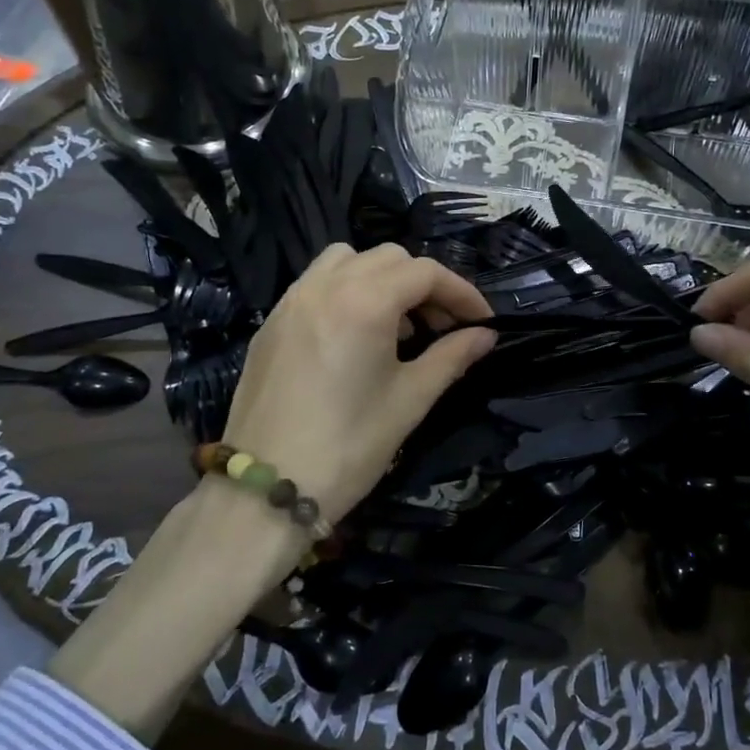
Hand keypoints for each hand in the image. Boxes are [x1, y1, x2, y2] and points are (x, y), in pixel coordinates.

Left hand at [50, 243, 493, 739]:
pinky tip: (355, 335)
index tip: (482, 322)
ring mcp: (291, 300)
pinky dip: (346, 290)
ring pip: (347, 261)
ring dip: (382, 279)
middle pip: (389, 258)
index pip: (425, 273)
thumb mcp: (409, 401)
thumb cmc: (348, 447)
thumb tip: (485, 336)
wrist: (265, 491)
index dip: (461, 293)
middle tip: (442, 328)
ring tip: (396, 326)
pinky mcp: (271, 322)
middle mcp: (324, 286)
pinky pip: (316, 283)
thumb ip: (451, 357)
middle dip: (424, 285)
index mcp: (364, 302)